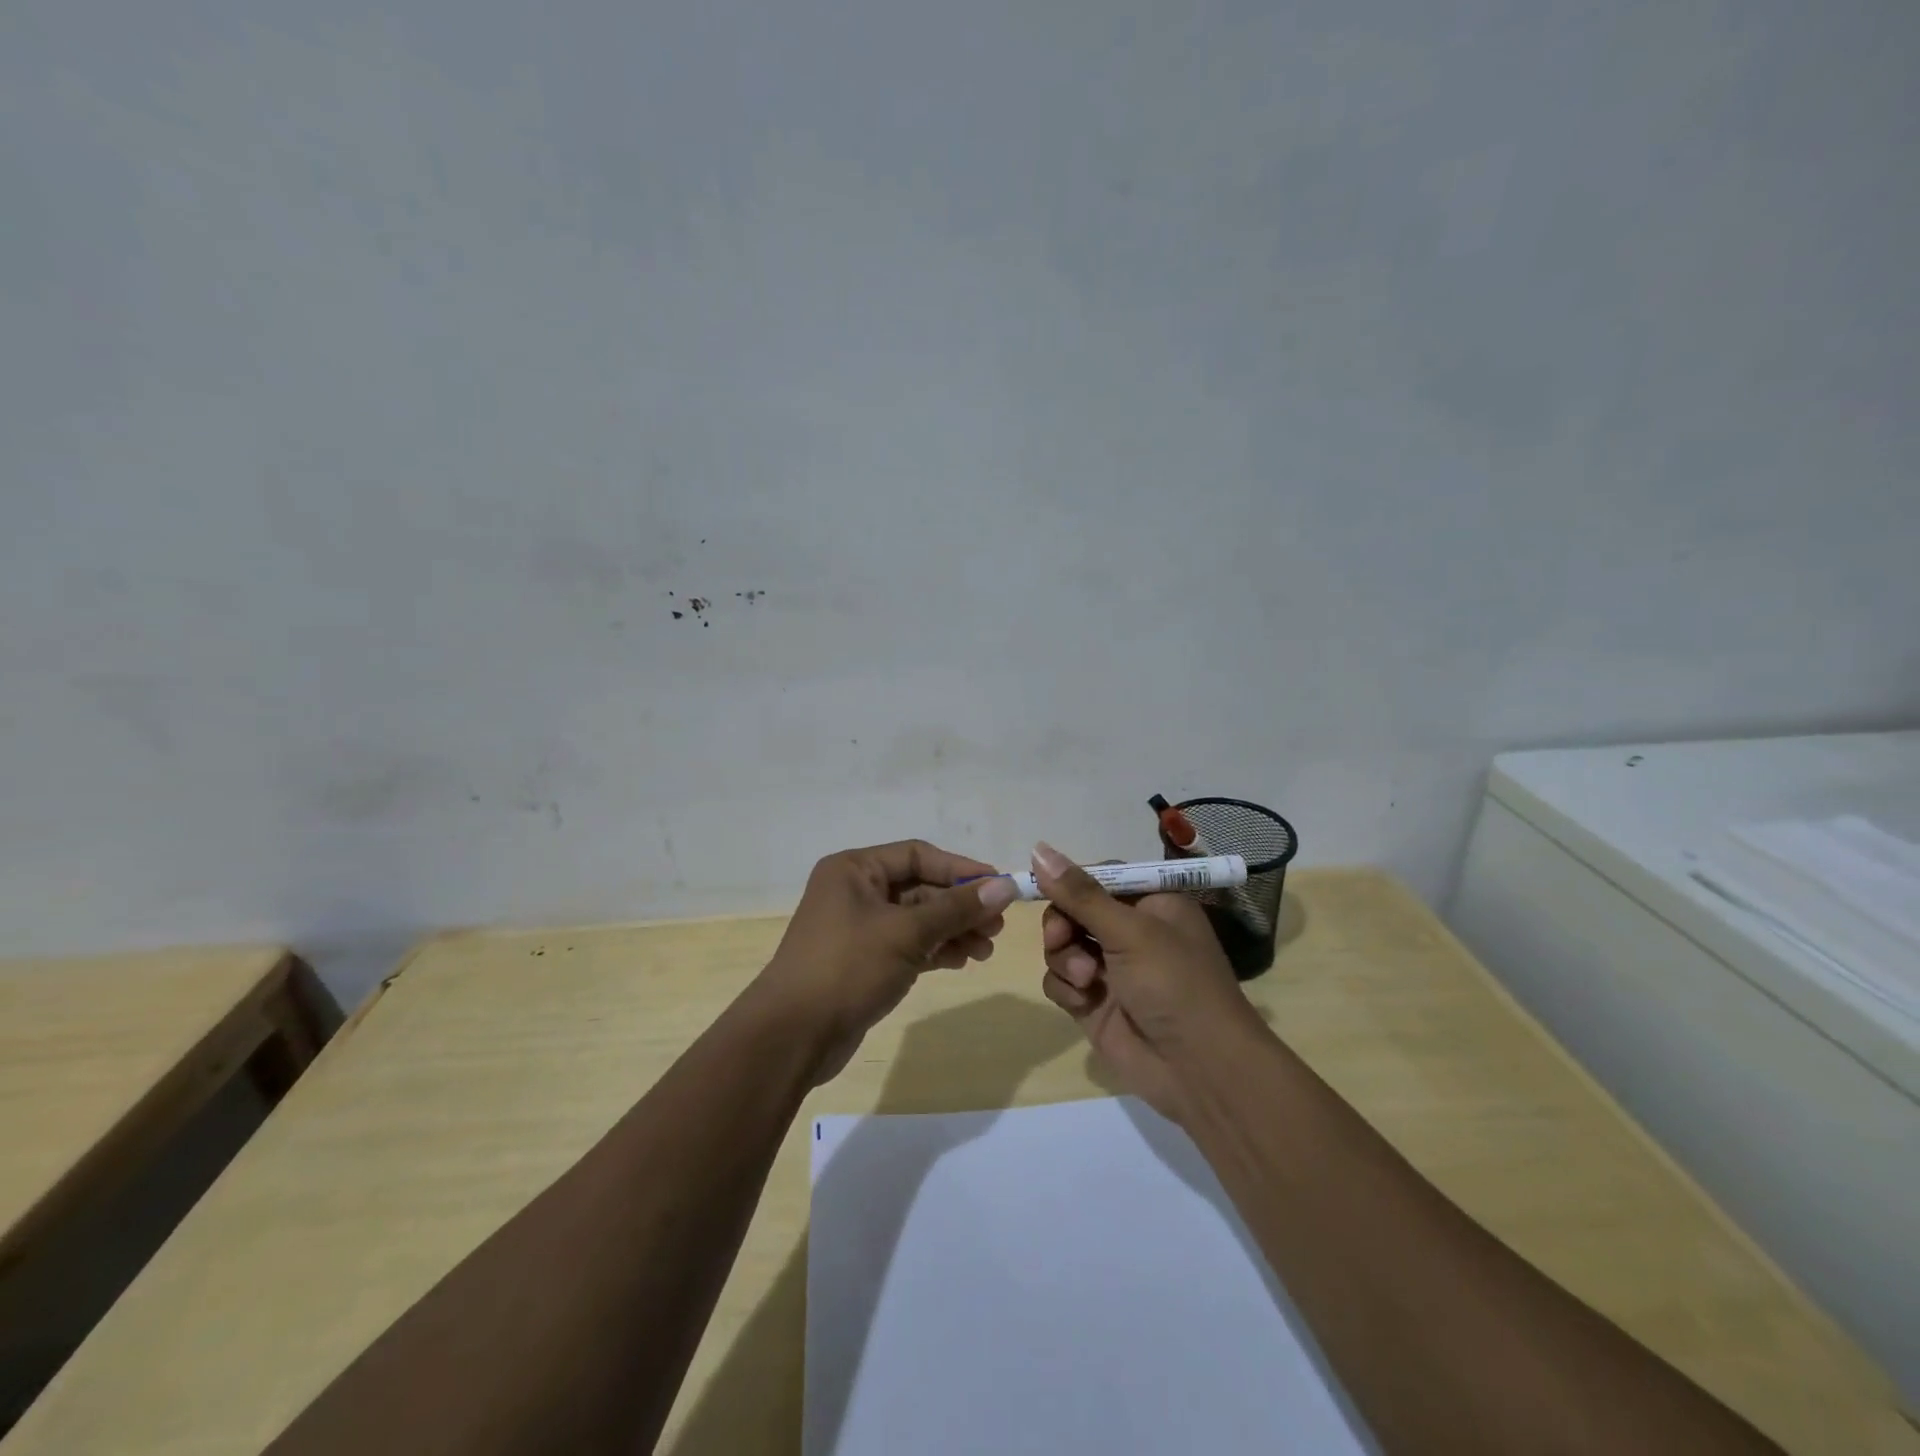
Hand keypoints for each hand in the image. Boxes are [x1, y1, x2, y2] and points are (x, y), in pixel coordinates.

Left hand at [753, 840, 1019, 1083]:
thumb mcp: (907, 933)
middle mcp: (855, 891)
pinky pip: (908, 944)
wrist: (792, 1036)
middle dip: (960, 906)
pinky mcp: (863, 961)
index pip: (918, 855)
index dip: (960, 869)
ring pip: (917, 919)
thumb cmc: (848, 967)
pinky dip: (935, 950)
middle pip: (920, 888)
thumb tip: (1005, 886)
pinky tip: (963, 961)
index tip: (1000, 885)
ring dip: (952, 931)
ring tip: (986, 950)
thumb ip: (957, 909)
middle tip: (997, 926)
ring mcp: (858, 928)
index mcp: (854, 869)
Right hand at [1034, 842, 1262, 1120]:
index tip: (1043, 887)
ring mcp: (1111, 968)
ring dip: (1065, 959)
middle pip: (1073, 910)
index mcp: (1152, 903)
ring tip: (1086, 981)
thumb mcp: (1130, 932)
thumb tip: (1037, 848)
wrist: (1199, 1070)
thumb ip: (1080, 894)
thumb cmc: (1175, 984)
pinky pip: (1060, 980)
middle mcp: (1131, 932)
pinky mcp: (1094, 1002)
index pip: (1099, 877)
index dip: (1071, 883)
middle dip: (1063, 925)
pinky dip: (1066, 989)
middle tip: (1061, 939)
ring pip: (1061, 946)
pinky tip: (1084, 1002)